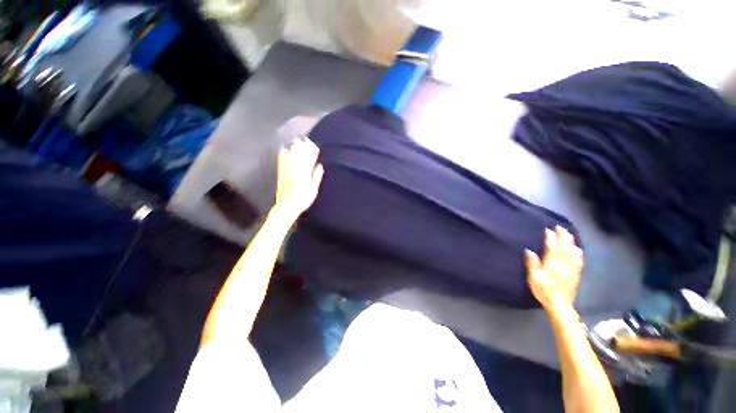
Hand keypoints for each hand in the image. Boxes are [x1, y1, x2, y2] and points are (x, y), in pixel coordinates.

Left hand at [274, 137, 324, 219]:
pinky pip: (281, 161)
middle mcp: (295, 169)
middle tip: (306, 139)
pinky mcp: (280, 173)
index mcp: (305, 173)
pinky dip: (283, 154)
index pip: (309, 158)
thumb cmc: (303, 199)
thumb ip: (317, 176)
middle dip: (303, 146)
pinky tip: (284, 149)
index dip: (311, 150)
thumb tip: (319, 166)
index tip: (313, 144)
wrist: (287, 206)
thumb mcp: (313, 189)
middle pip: (299, 154)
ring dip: (294, 148)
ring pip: (291, 156)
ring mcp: (286, 171)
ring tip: (297, 141)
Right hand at [525, 226, 583, 311]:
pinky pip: (578, 260)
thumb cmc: (544, 290)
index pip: (552, 247)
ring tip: (568, 234)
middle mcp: (564, 264)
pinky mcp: (576, 273)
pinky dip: (578, 253)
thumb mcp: (534, 278)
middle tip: (560, 227)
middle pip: (564, 247)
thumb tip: (529, 250)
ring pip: (572, 252)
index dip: (550, 238)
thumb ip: (532, 264)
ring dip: (571, 242)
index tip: (548, 229)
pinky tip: (578, 249)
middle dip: (562, 236)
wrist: (560, 304)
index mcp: (553, 264)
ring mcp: (571, 268)